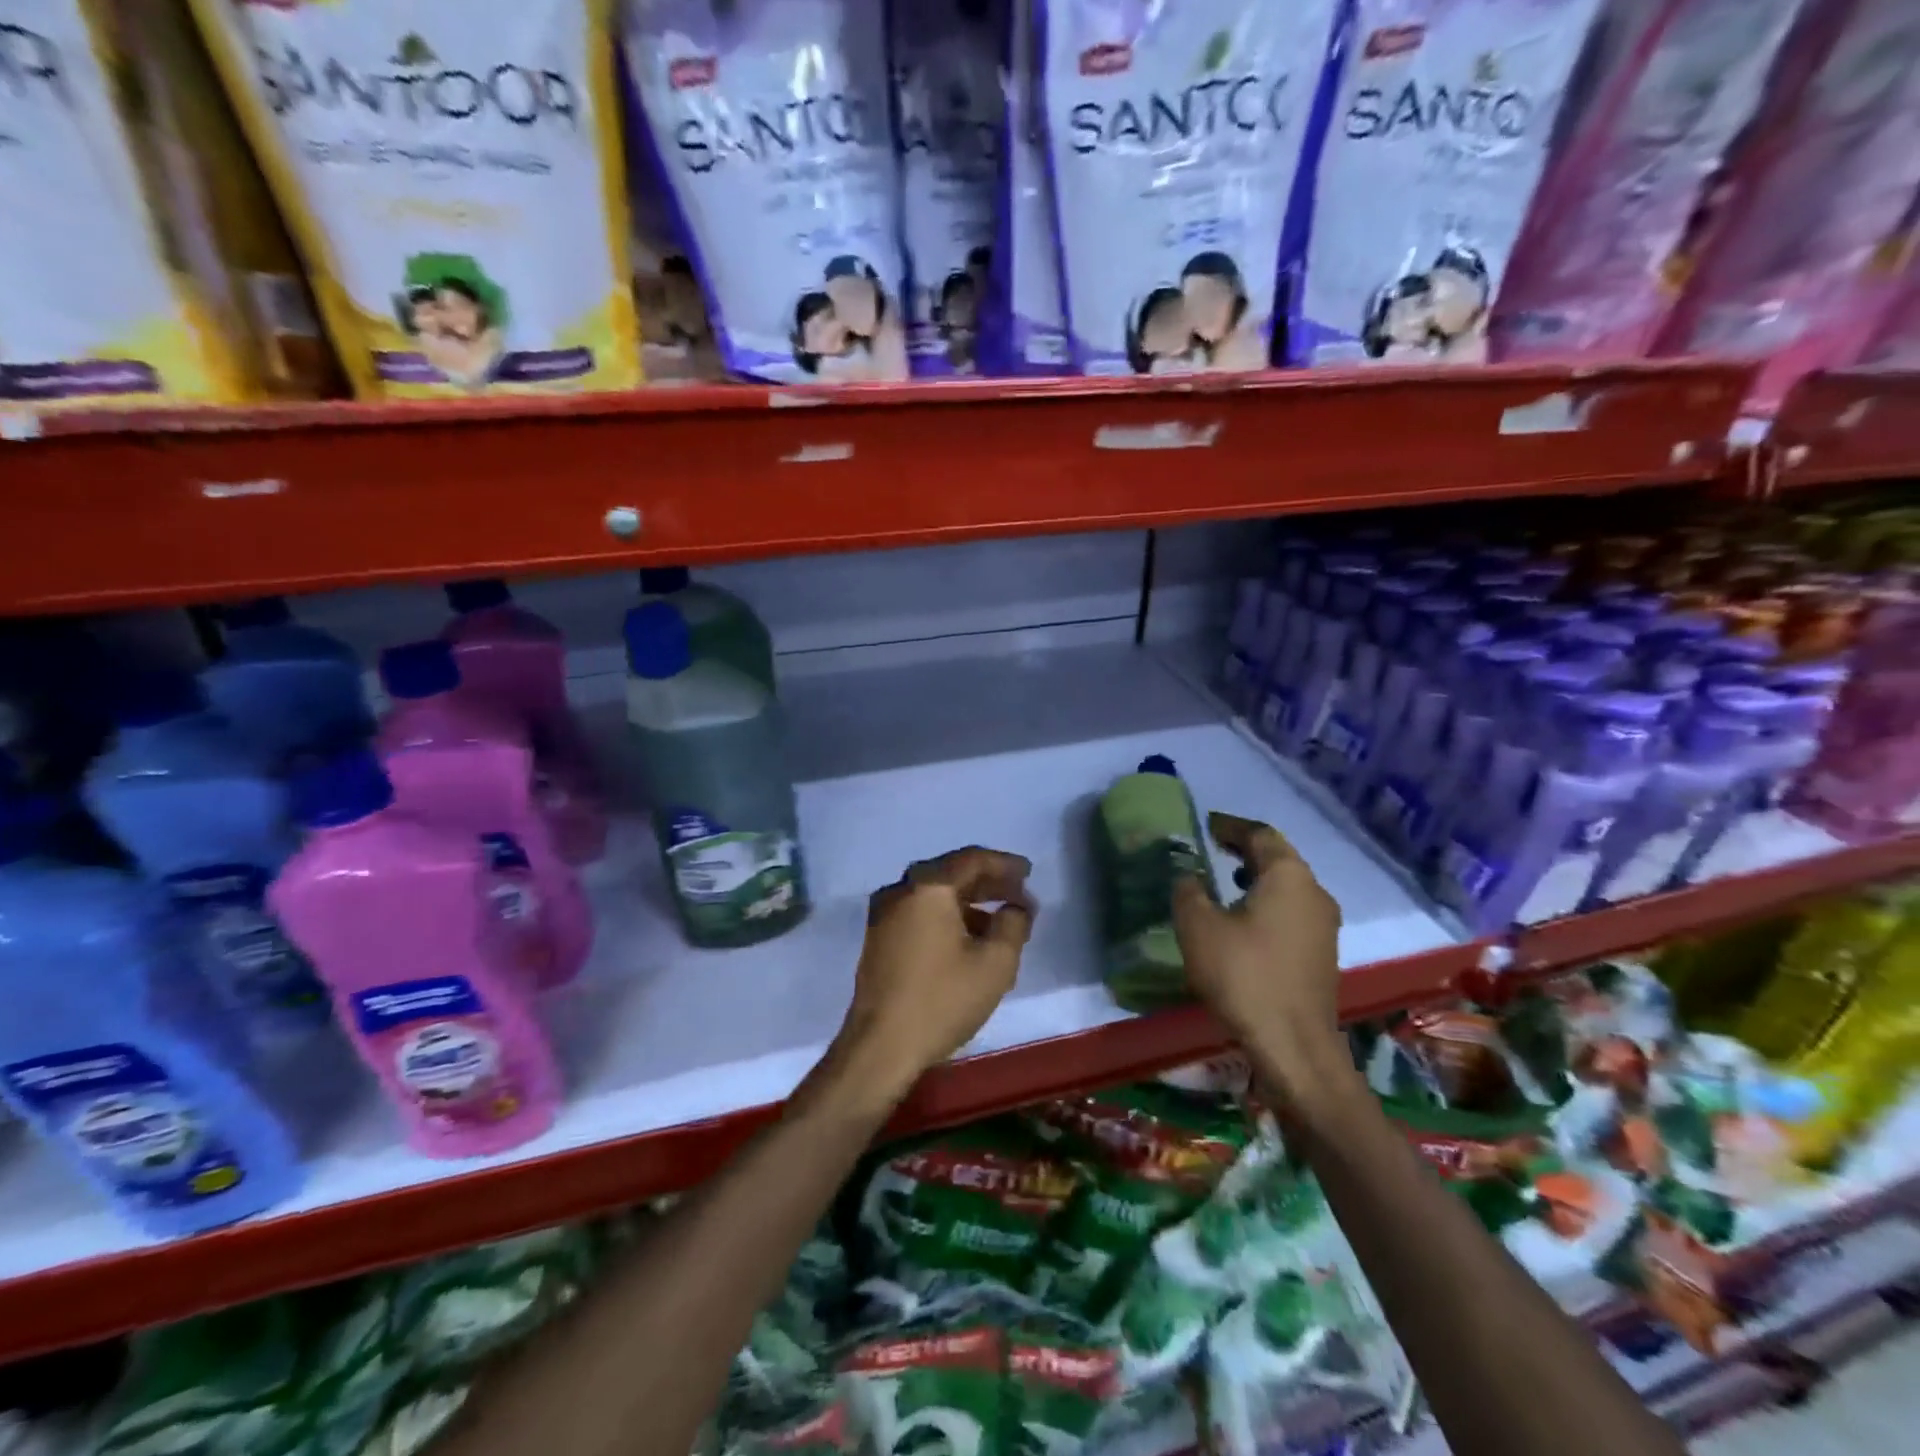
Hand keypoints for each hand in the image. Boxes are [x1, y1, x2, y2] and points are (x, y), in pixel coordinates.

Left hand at [834, 846, 1035, 1101]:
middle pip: (951, 874)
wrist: (881, 1046)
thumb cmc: (942, 1000)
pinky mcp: (879, 938)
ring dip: (969, 903)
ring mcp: (884, 914)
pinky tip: (969, 940)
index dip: (1004, 864)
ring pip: (934, 896)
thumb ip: (1013, 924)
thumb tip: (1016, 907)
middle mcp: (901, 891)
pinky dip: (947, 917)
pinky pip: (920, 913)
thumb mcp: (995, 963)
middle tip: (1019, 895)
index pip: (972, 860)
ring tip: (1001, 922)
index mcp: (928, 887)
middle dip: (988, 883)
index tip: (1028, 873)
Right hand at [1172, 813, 1345, 1089]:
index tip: (1207, 824)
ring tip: (1224, 882)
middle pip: (1279, 859)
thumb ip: (1188, 891)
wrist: (1294, 1046)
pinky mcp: (1321, 954)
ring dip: (1257, 879)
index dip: (1231, 826)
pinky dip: (1267, 904)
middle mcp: (1314, 893)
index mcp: (1288, 876)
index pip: (1261, 834)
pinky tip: (1243, 922)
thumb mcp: (1199, 927)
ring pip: (1288, 887)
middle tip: (1213, 848)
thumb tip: (1187, 875)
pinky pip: (1292, 912)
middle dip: (1245, 850)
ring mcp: (1324, 926)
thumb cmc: (1244, 976)